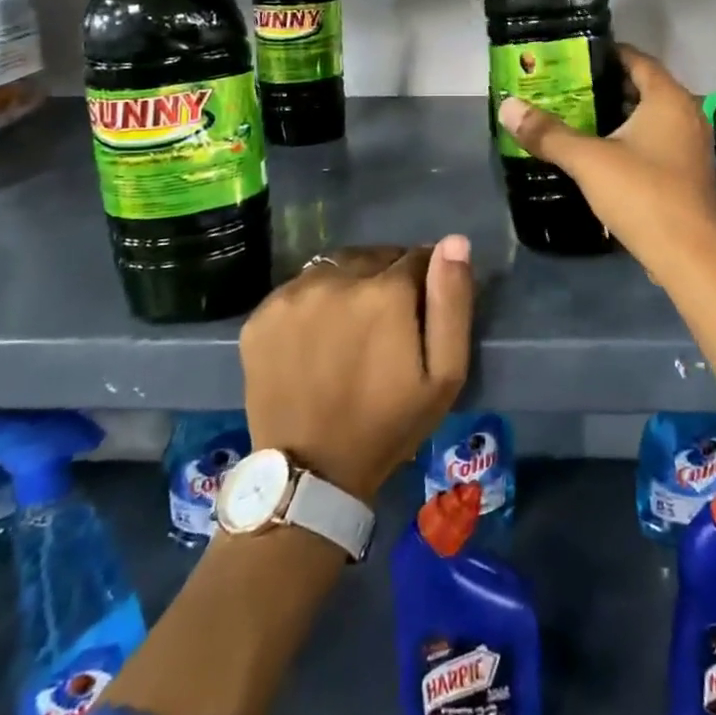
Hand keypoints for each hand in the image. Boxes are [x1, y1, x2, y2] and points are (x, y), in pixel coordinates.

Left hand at [240, 238, 472, 503]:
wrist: (311, 473)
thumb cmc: (389, 423)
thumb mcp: (445, 374)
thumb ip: (452, 302)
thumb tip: (454, 241)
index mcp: (385, 292)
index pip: (418, 256)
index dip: (425, 282)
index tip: (420, 313)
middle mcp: (336, 280)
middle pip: (375, 257)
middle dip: (388, 279)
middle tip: (386, 325)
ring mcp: (292, 295)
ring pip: (336, 268)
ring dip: (350, 285)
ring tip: (351, 329)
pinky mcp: (261, 314)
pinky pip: (299, 288)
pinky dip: (313, 302)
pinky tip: (317, 338)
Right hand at [496, 46, 715, 293]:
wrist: (689, 256)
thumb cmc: (642, 194)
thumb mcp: (588, 160)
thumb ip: (548, 133)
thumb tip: (507, 106)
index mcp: (669, 98)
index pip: (636, 58)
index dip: (604, 54)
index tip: (571, 57)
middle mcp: (687, 113)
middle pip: (642, 87)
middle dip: (604, 86)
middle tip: (565, 88)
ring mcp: (692, 145)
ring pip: (650, 117)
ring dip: (616, 115)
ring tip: (575, 117)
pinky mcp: (688, 172)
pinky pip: (656, 141)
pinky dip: (630, 138)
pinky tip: (601, 152)